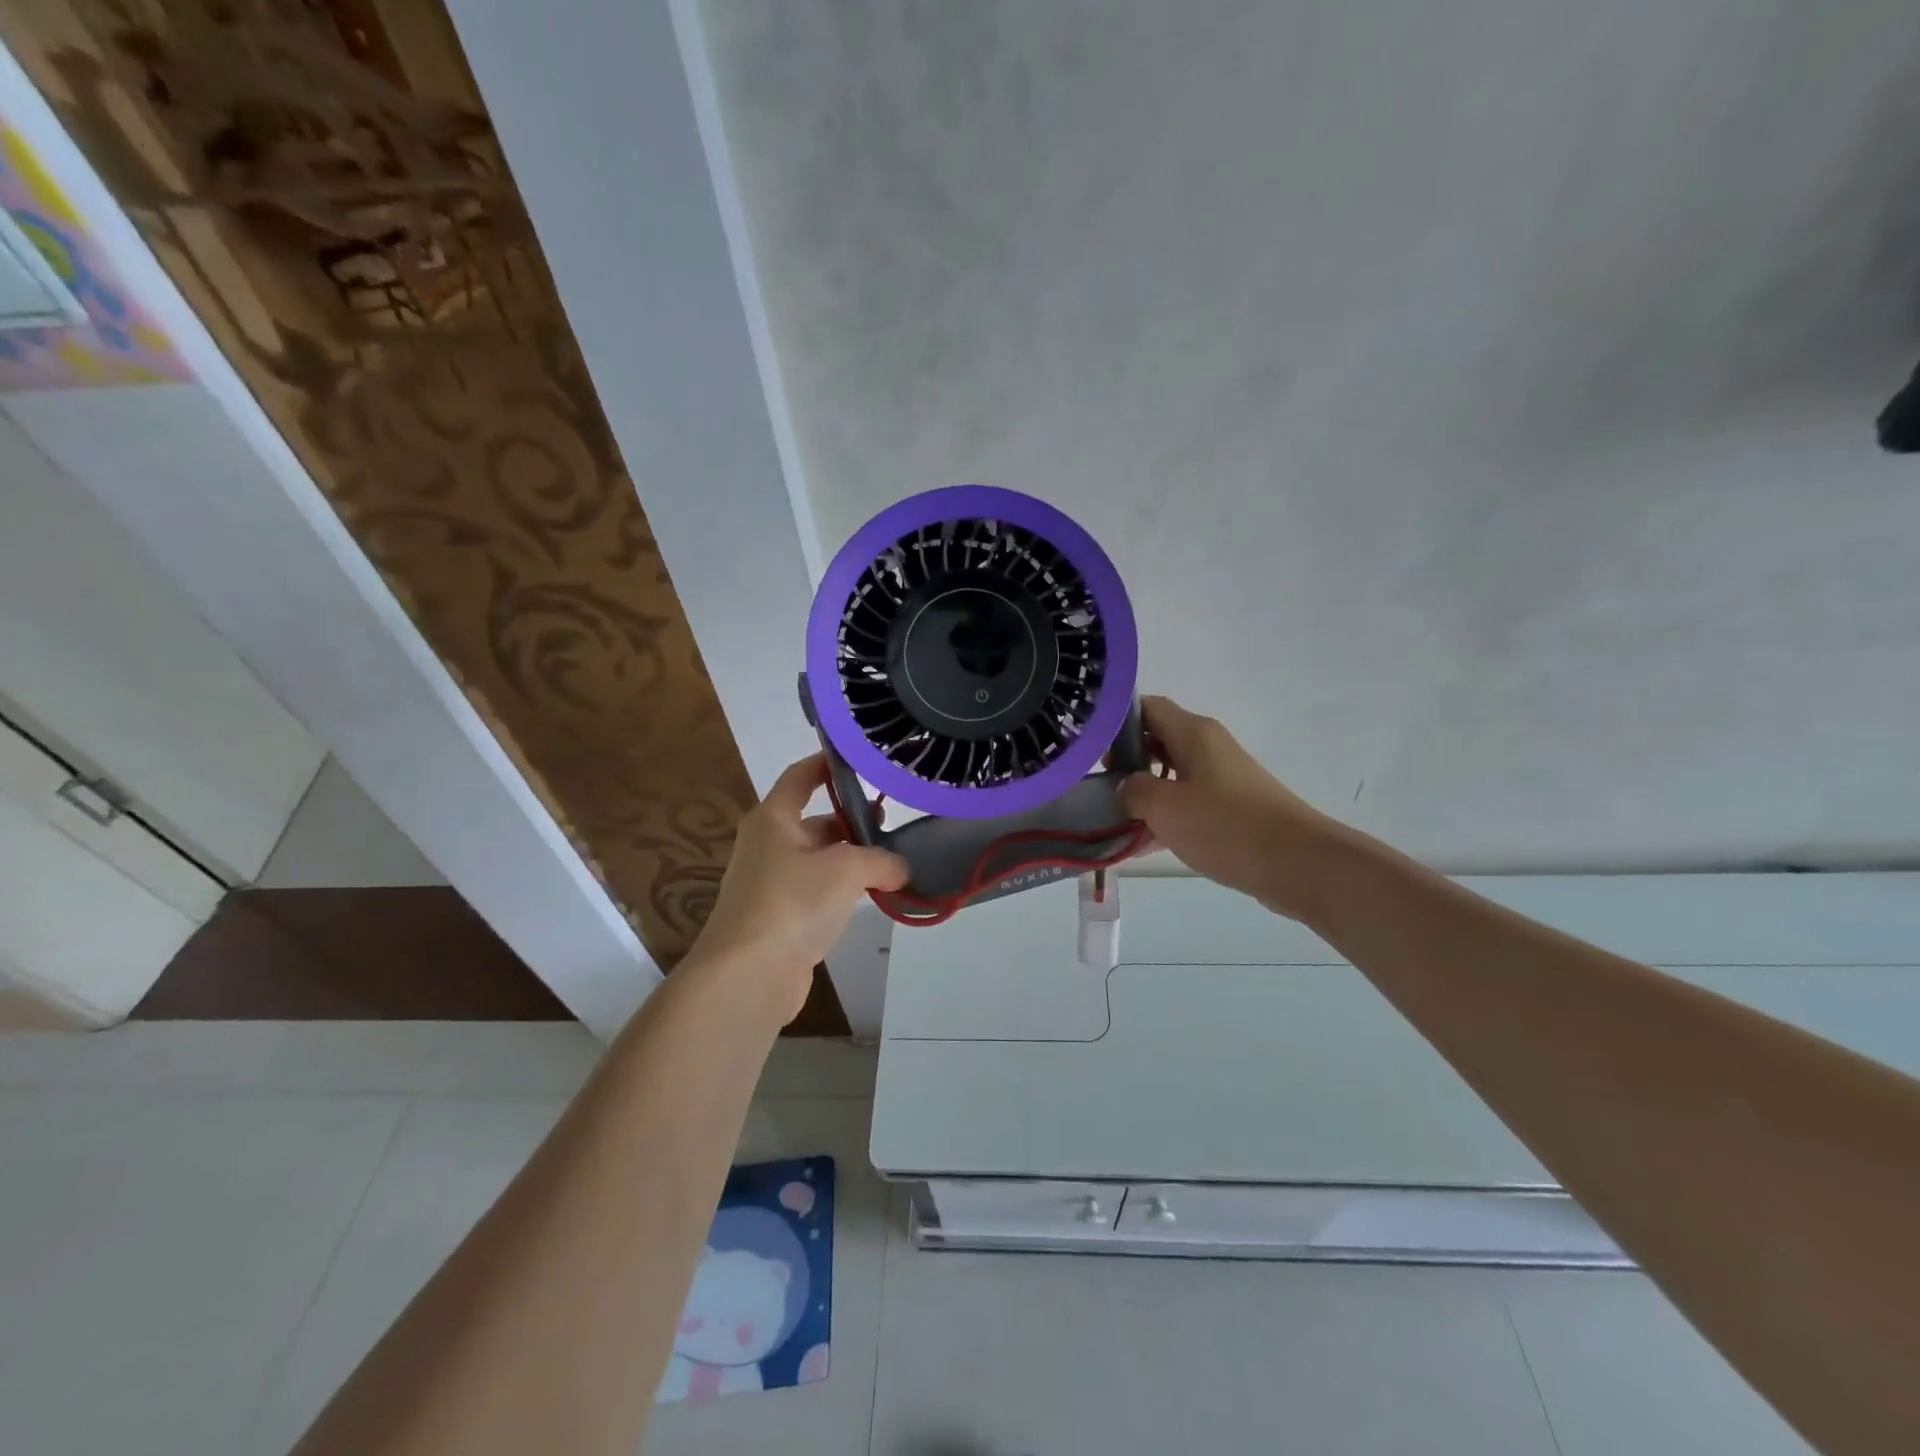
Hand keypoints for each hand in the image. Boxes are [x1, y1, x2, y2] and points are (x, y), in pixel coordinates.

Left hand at [689, 754, 908, 1021]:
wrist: (746, 976)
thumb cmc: (791, 904)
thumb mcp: (845, 870)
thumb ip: (880, 860)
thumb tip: (900, 868)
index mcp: (773, 819)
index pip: (801, 776)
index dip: (827, 763)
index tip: (860, 757)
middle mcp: (768, 844)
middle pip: (815, 820)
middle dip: (853, 820)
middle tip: (892, 820)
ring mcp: (772, 882)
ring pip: (820, 858)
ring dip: (852, 858)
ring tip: (893, 861)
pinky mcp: (780, 917)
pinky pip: (818, 890)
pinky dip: (843, 889)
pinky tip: (872, 896)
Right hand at [1118, 696, 1342, 919]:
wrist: (1297, 864)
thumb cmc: (1226, 825)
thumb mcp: (1164, 806)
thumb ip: (1133, 790)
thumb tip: (1126, 787)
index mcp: (1193, 733)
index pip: (1147, 707)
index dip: (1116, 721)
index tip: (1092, 747)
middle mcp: (1208, 746)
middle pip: (1157, 739)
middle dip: (1126, 760)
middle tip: (1100, 786)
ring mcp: (1222, 777)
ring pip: (1171, 773)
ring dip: (1144, 792)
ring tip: (1115, 818)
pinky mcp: (1232, 806)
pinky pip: (1188, 801)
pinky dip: (1166, 814)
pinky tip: (1144, 843)